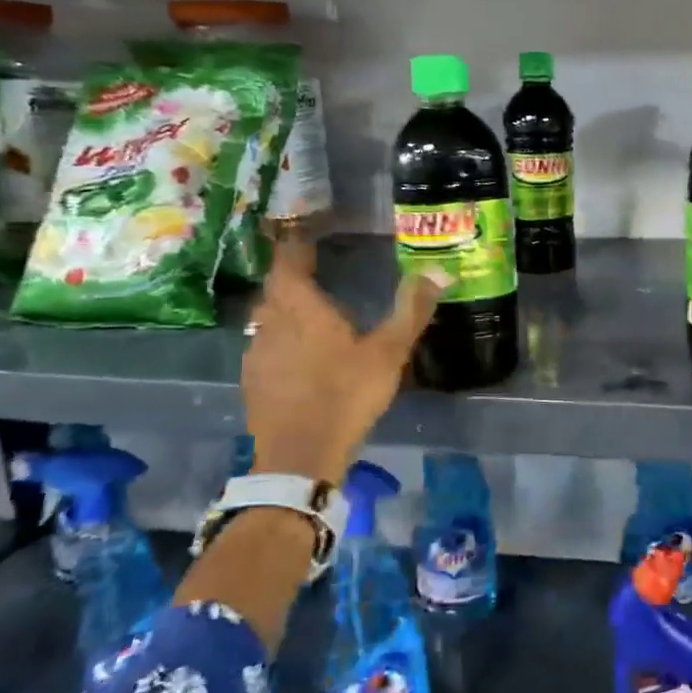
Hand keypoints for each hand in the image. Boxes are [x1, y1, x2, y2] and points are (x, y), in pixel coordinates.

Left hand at [241, 242, 445, 482]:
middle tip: (314, 271)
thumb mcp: (388, 352)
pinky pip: (264, 346)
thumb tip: (439, 270)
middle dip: (291, 277)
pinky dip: (280, 339)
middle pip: (275, 289)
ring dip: (284, 309)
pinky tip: (298, 354)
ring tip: (309, 311)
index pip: (288, 262)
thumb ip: (411, 309)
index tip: (308, 235)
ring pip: (266, 319)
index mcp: (300, 307)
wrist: (299, 456)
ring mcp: (257, 354)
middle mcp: (271, 323)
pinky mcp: (252, 382)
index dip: (295, 246)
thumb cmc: (345, 394)